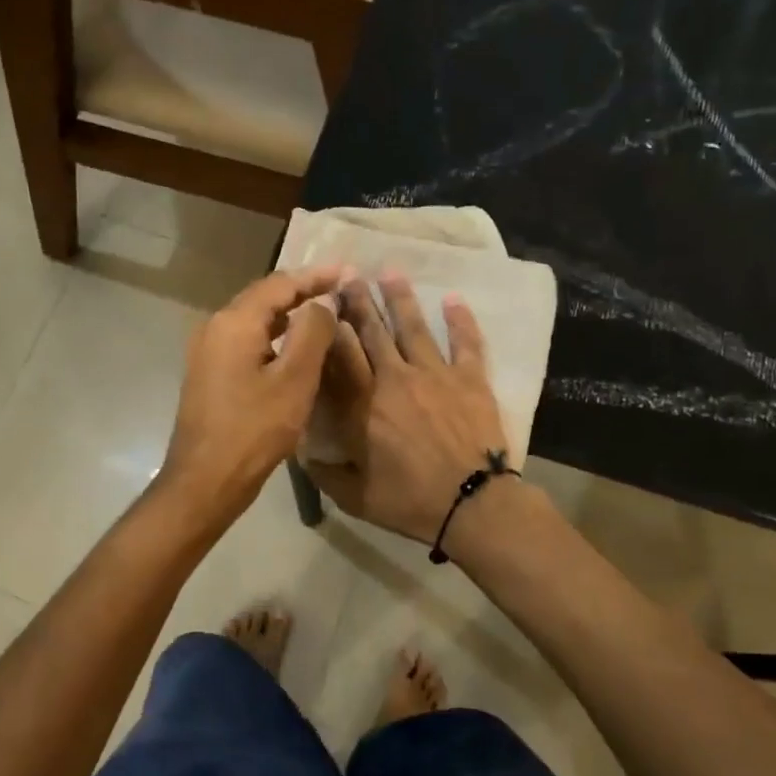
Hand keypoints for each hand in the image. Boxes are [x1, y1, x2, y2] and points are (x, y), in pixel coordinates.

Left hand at [160, 264, 343, 523]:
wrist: (205, 480)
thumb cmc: (254, 430)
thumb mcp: (294, 380)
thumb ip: (312, 332)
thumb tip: (323, 300)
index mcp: (234, 322)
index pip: (279, 284)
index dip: (315, 276)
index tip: (347, 272)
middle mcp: (215, 327)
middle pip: (264, 297)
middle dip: (302, 290)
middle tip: (339, 288)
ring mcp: (208, 351)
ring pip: (254, 320)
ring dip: (289, 314)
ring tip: (324, 313)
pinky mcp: (209, 373)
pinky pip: (246, 341)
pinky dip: (274, 336)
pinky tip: (295, 347)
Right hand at [305, 275, 510, 544]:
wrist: (472, 504)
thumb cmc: (411, 501)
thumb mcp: (356, 497)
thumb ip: (326, 473)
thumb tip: (303, 453)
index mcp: (363, 405)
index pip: (340, 355)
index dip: (329, 327)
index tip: (320, 302)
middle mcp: (395, 379)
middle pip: (372, 332)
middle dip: (358, 301)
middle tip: (348, 274)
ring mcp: (435, 375)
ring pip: (414, 328)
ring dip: (400, 298)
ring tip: (390, 271)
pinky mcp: (470, 379)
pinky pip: (466, 343)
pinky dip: (461, 320)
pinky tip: (453, 298)